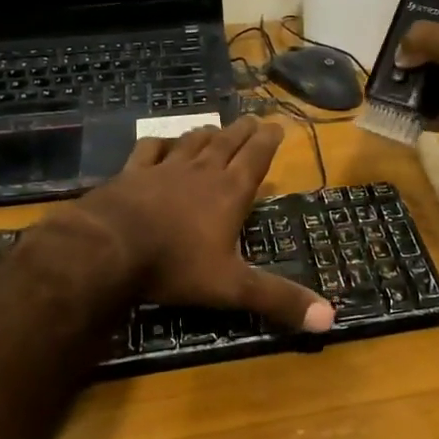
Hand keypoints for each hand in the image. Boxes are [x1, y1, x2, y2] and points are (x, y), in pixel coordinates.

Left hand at [72, 117, 333, 332]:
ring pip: (192, 142)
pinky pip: (150, 149)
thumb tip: (329, 319)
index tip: (277, 124)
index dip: (268, 140)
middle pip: (227, 143)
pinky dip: (161, 143)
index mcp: (230, 192)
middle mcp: (201, 172)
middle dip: (243, 131)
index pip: (256, 158)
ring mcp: (164, 169)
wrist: (110, 248)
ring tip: (215, 128)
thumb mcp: (232, 287)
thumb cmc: (176, 265)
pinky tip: (162, 142)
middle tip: (253, 119)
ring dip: (207, 134)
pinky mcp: (132, 173)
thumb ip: (278, 299)